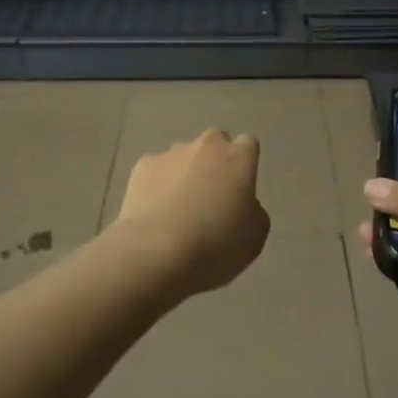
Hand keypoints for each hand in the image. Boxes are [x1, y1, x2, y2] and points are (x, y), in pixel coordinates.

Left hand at [118, 129, 269, 296]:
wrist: (156, 253)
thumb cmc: (215, 245)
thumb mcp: (254, 236)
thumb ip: (253, 210)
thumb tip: (241, 204)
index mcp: (239, 157)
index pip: (248, 145)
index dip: (244, 165)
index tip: (239, 189)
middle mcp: (207, 145)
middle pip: (214, 144)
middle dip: (214, 163)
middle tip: (210, 197)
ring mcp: (172, 153)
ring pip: (183, 157)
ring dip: (185, 174)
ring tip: (177, 211)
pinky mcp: (143, 166)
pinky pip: (156, 172)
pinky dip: (157, 186)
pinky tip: (154, 214)